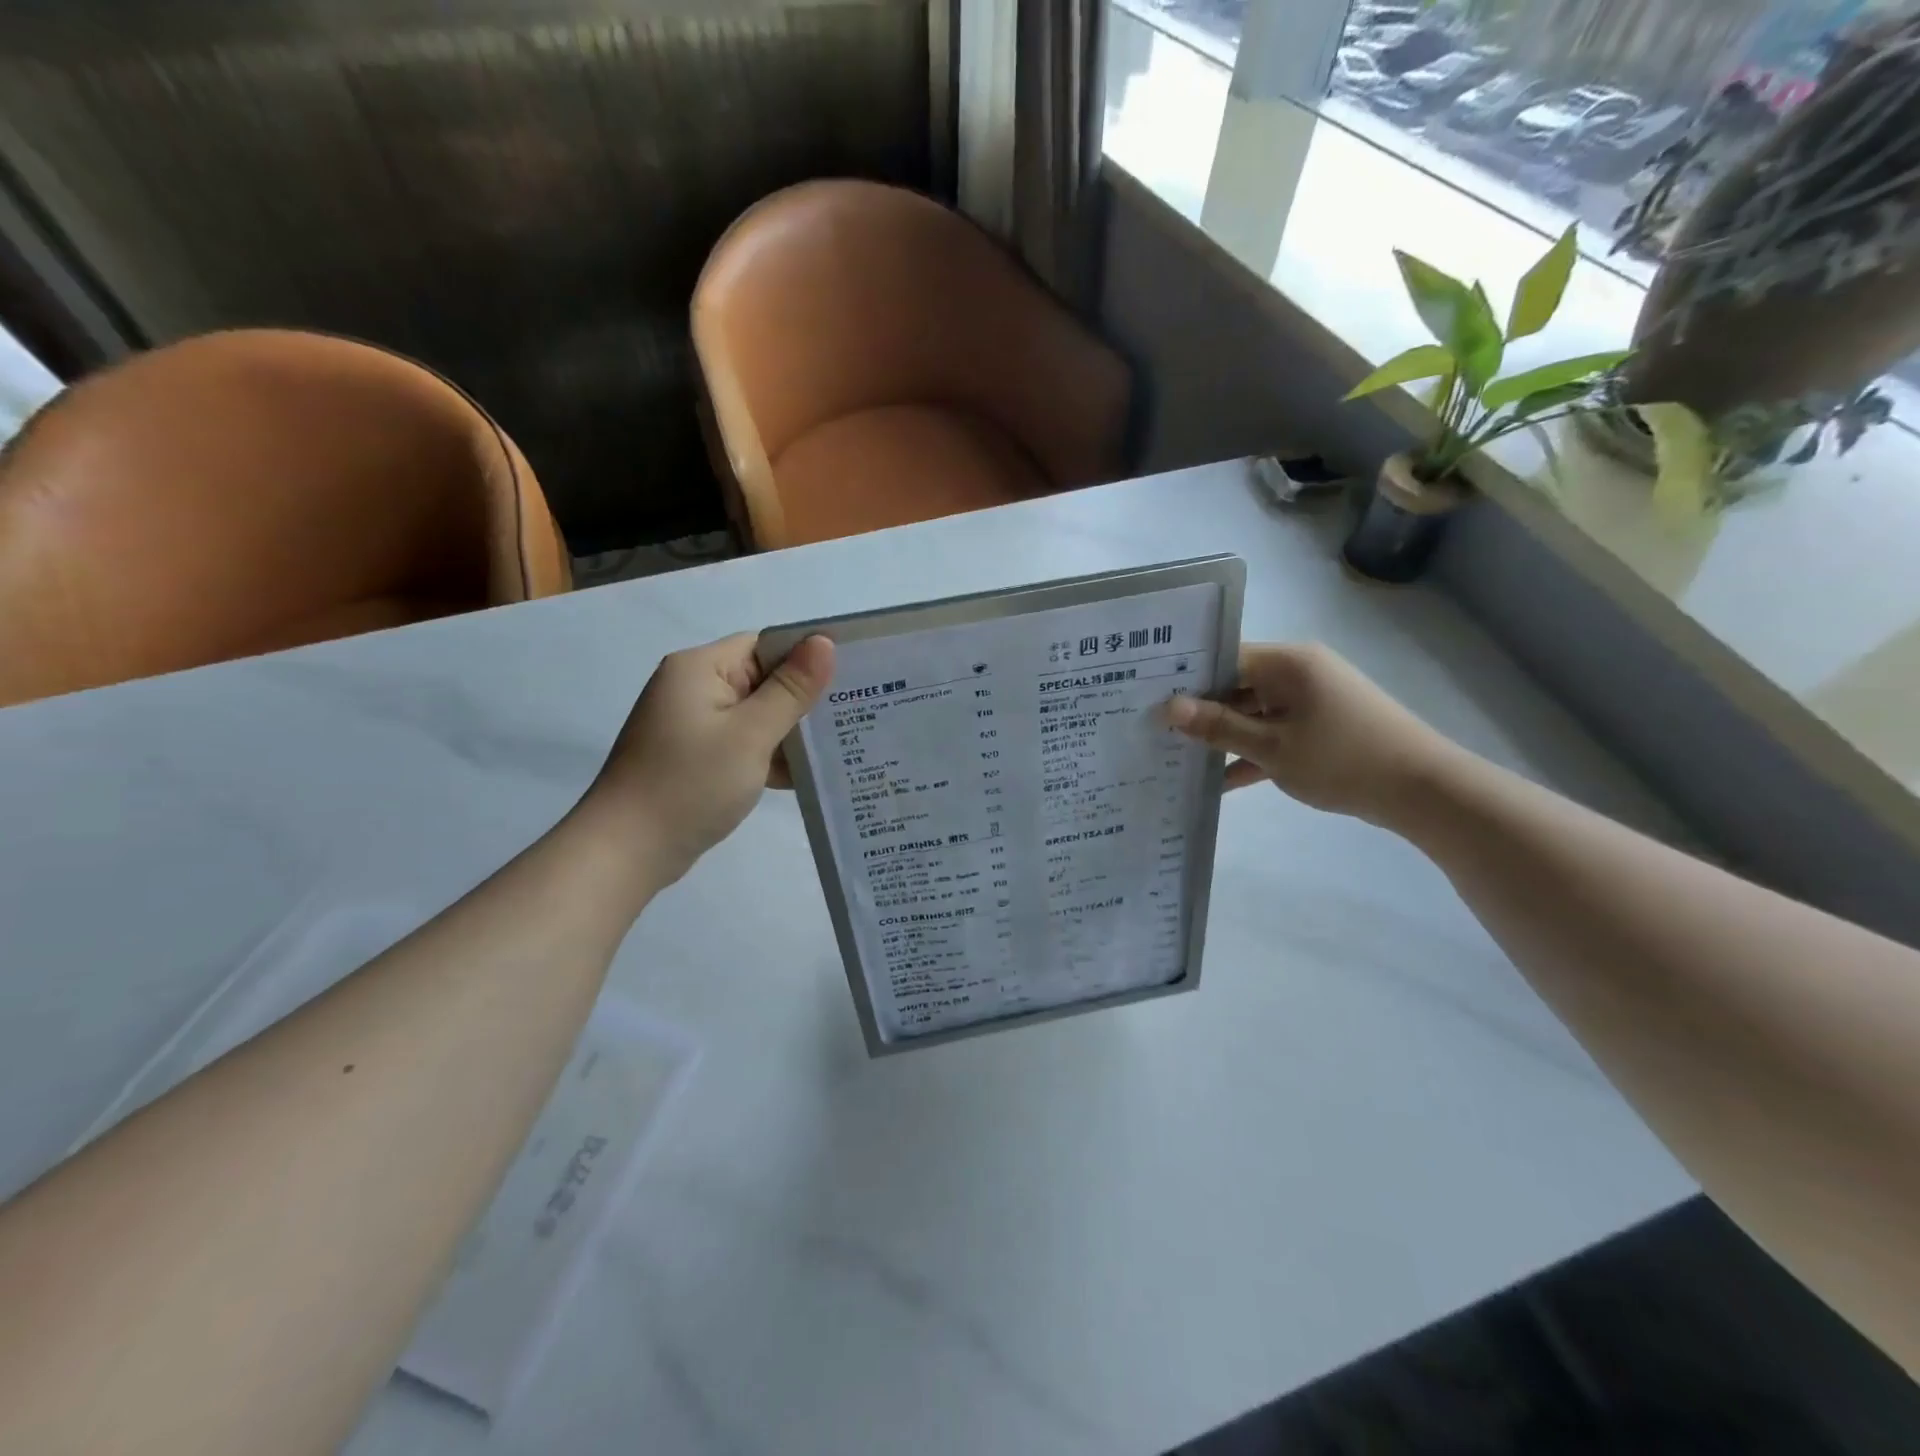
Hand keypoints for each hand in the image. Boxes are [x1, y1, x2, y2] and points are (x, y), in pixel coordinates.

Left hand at [578, 632, 834, 886]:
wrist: (626, 851)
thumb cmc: (690, 784)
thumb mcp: (750, 735)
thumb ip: (790, 689)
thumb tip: (824, 641)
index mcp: (701, 668)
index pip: (765, 645)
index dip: (806, 658)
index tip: (851, 678)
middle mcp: (693, 687)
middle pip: (762, 679)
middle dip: (804, 699)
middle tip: (856, 713)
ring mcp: (692, 725)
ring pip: (755, 715)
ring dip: (790, 731)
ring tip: (841, 744)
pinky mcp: (695, 756)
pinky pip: (742, 743)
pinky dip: (769, 755)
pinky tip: (807, 774)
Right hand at [1164, 643, 1455, 826]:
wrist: (1423, 791)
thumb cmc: (1342, 759)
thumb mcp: (1272, 747)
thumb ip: (1218, 727)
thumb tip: (1168, 707)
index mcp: (1287, 663)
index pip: (1224, 658)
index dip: (1186, 676)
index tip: (1148, 697)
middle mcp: (1298, 673)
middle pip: (1235, 685)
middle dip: (1199, 710)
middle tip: (1152, 728)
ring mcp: (1310, 702)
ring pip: (1252, 713)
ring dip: (1221, 736)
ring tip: (1174, 754)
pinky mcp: (1318, 729)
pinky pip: (1273, 734)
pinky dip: (1249, 754)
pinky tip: (1214, 781)